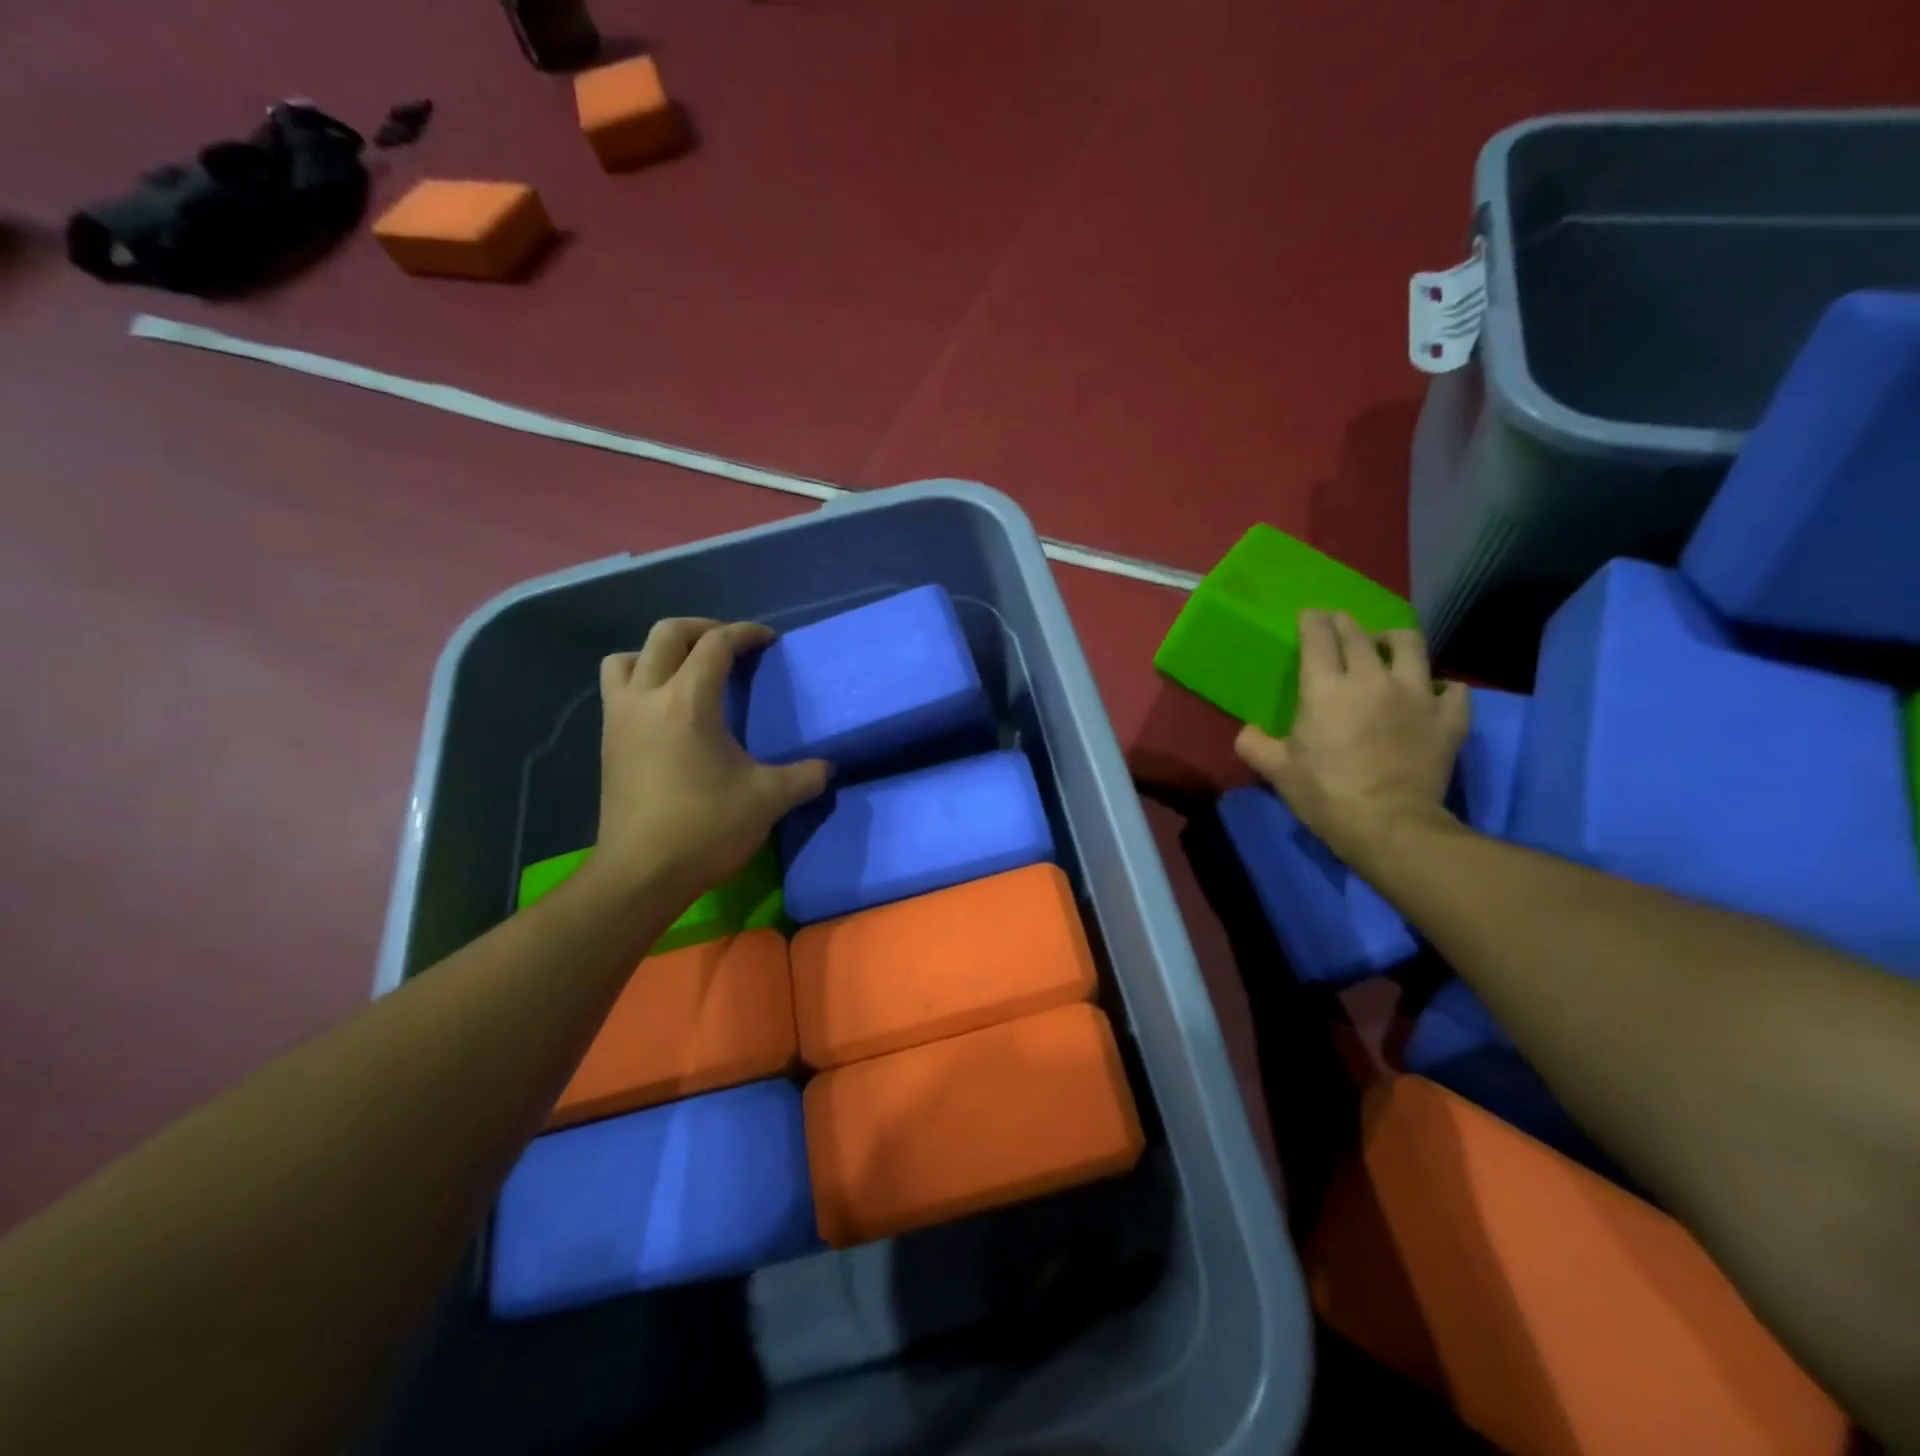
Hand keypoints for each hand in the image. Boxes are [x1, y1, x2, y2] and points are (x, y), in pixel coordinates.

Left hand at [588, 619, 829, 904]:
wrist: (641, 874)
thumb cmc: (705, 828)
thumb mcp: (768, 800)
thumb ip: (804, 777)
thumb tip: (828, 768)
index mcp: (688, 702)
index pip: (716, 644)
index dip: (746, 633)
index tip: (769, 640)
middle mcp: (647, 697)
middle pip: (667, 634)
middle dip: (703, 629)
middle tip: (731, 646)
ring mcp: (619, 718)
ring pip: (628, 657)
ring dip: (659, 653)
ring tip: (688, 672)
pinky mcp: (608, 742)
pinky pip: (618, 688)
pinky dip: (641, 681)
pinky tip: (668, 710)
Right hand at [1234, 610, 1469, 867]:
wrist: (1388, 825)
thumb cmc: (1325, 795)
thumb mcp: (1277, 771)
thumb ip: (1254, 744)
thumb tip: (1247, 730)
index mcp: (1325, 689)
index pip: (1318, 639)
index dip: (1312, 622)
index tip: (1309, 615)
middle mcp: (1371, 679)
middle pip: (1360, 635)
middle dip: (1345, 623)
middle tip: (1338, 623)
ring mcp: (1416, 695)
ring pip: (1411, 645)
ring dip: (1395, 639)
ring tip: (1388, 645)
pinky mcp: (1448, 718)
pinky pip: (1453, 689)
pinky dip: (1443, 687)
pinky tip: (1434, 693)